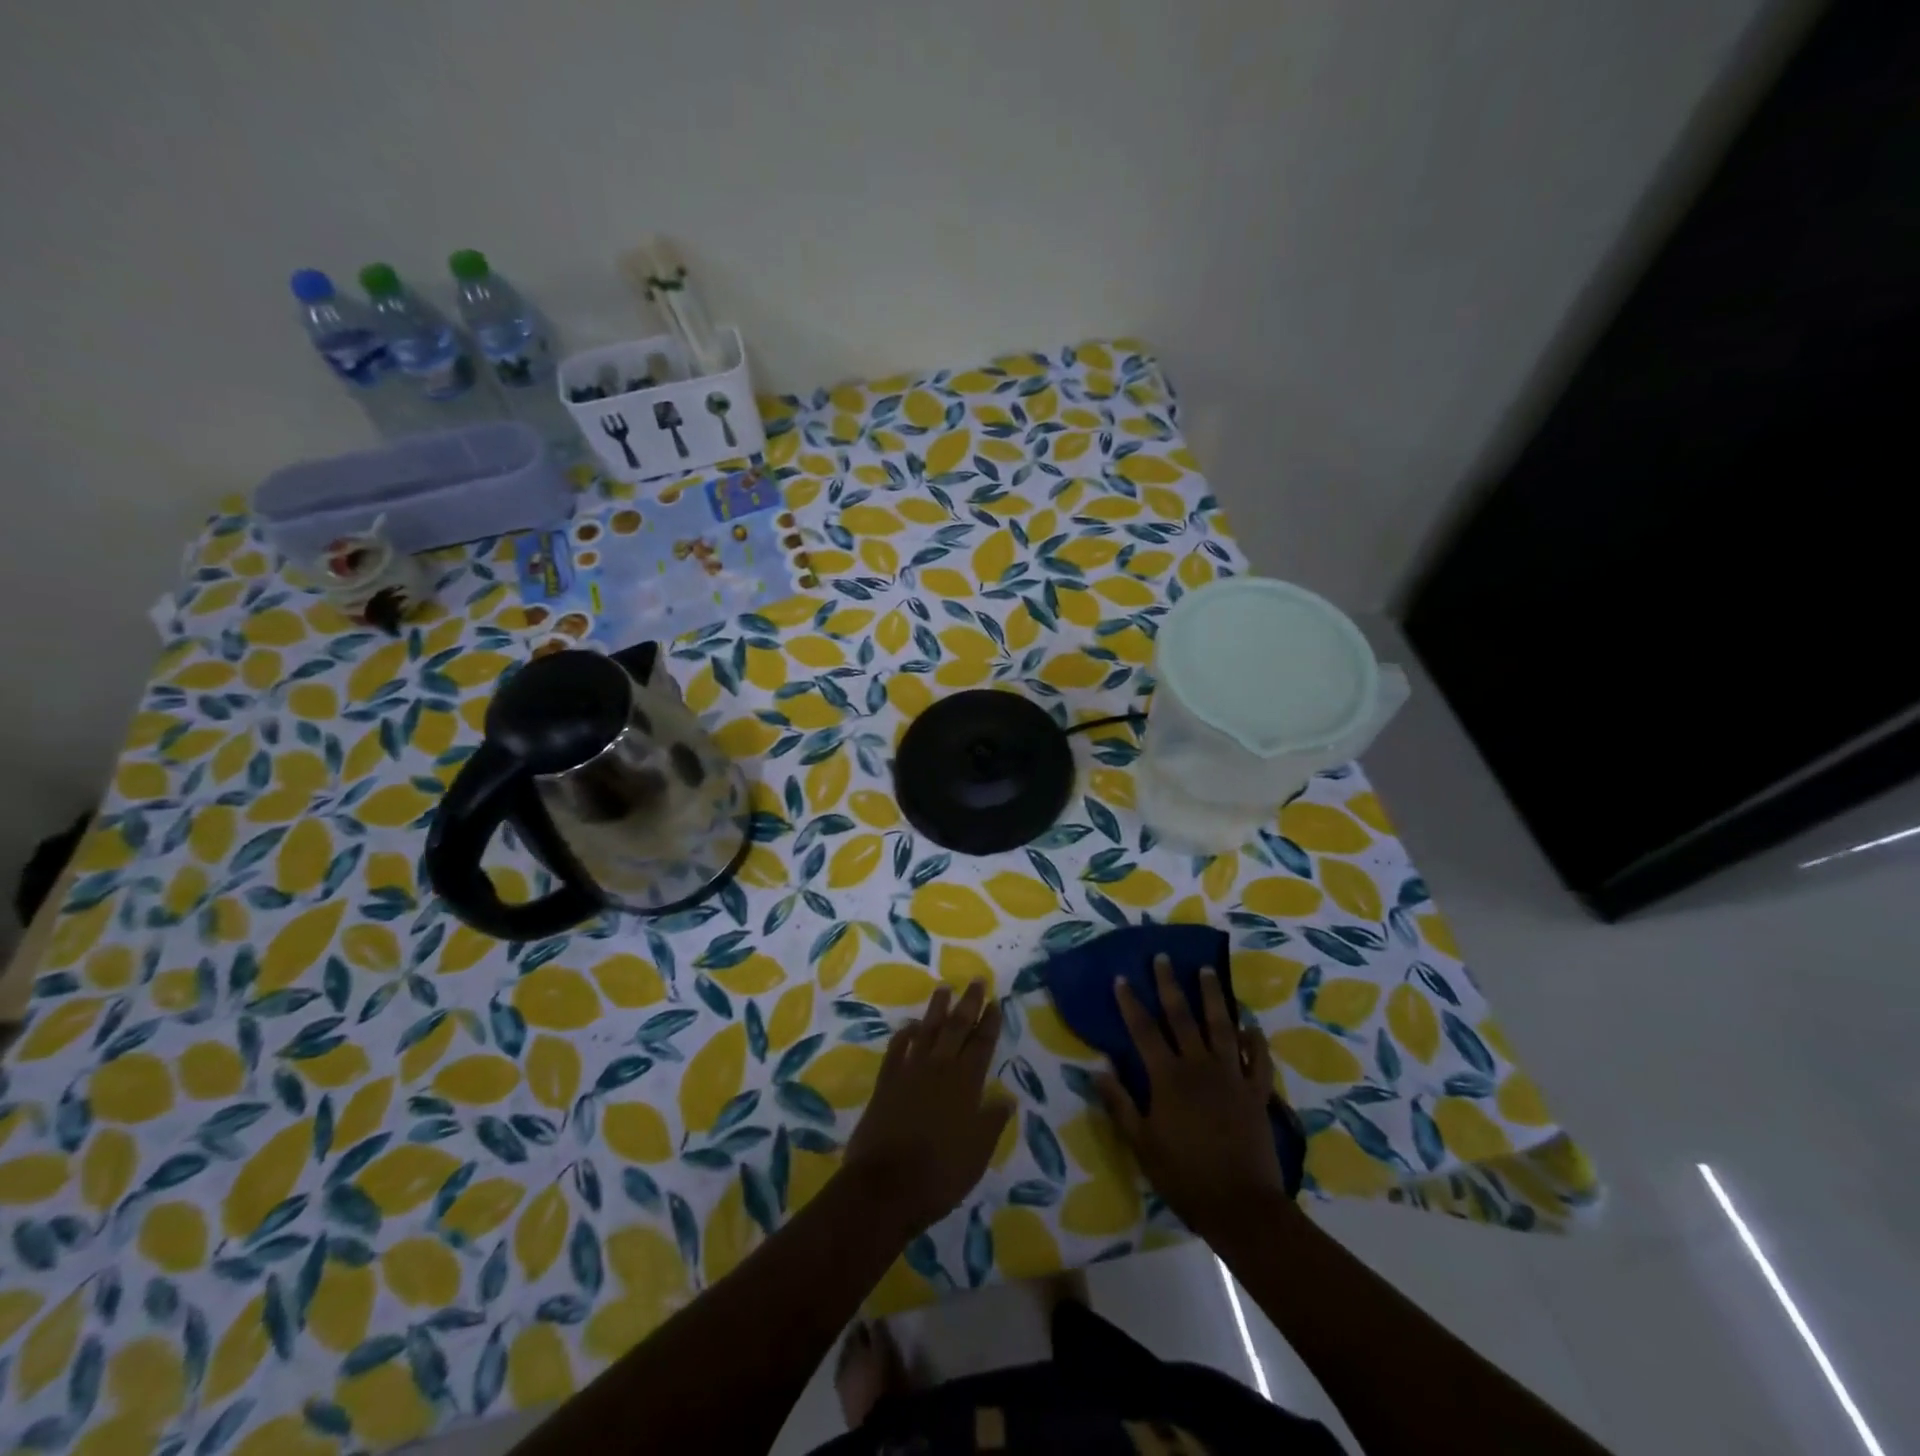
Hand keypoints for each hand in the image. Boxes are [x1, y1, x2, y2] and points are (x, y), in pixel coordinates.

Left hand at [843, 980, 1011, 1236]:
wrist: (885, 1186)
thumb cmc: (939, 1174)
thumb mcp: (977, 1154)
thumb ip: (992, 1122)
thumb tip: (1007, 1099)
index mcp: (965, 1084)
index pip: (982, 1045)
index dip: (990, 1022)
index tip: (996, 1002)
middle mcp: (939, 1069)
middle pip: (956, 1028)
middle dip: (969, 1003)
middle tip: (976, 980)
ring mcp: (910, 1072)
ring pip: (927, 1031)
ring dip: (937, 1009)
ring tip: (944, 988)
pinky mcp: (886, 1082)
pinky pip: (897, 1049)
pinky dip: (905, 1035)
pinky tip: (910, 1026)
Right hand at [1097, 954, 1292, 1244]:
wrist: (1241, 1206)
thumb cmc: (1184, 1175)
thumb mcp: (1141, 1143)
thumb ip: (1120, 1104)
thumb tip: (1098, 1069)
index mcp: (1168, 1077)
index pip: (1144, 1031)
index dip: (1131, 1003)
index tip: (1122, 977)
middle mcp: (1199, 1066)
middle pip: (1182, 1017)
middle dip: (1169, 984)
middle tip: (1163, 957)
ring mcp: (1232, 1077)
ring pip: (1222, 1026)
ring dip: (1213, 996)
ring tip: (1207, 970)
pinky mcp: (1257, 1093)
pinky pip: (1258, 1060)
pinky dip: (1255, 1040)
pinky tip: (1251, 1025)